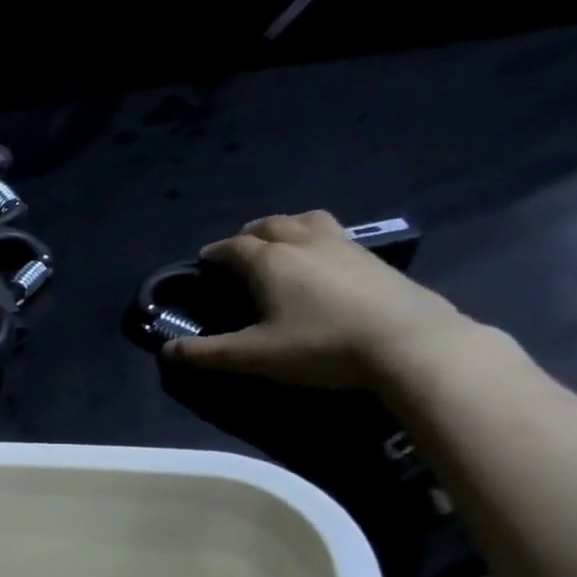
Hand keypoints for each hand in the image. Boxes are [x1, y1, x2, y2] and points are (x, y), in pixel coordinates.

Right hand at [163, 210, 478, 388]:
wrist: (410, 344)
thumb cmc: (320, 346)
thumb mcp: (253, 356)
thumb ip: (206, 353)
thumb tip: (166, 351)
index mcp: (268, 261)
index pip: (231, 247)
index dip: (213, 254)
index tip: (202, 265)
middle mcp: (303, 243)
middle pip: (269, 225)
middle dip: (247, 236)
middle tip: (238, 255)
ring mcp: (344, 246)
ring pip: (307, 221)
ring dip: (285, 228)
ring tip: (280, 248)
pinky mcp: (375, 258)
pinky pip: (335, 235)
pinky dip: (316, 241)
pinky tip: (320, 265)